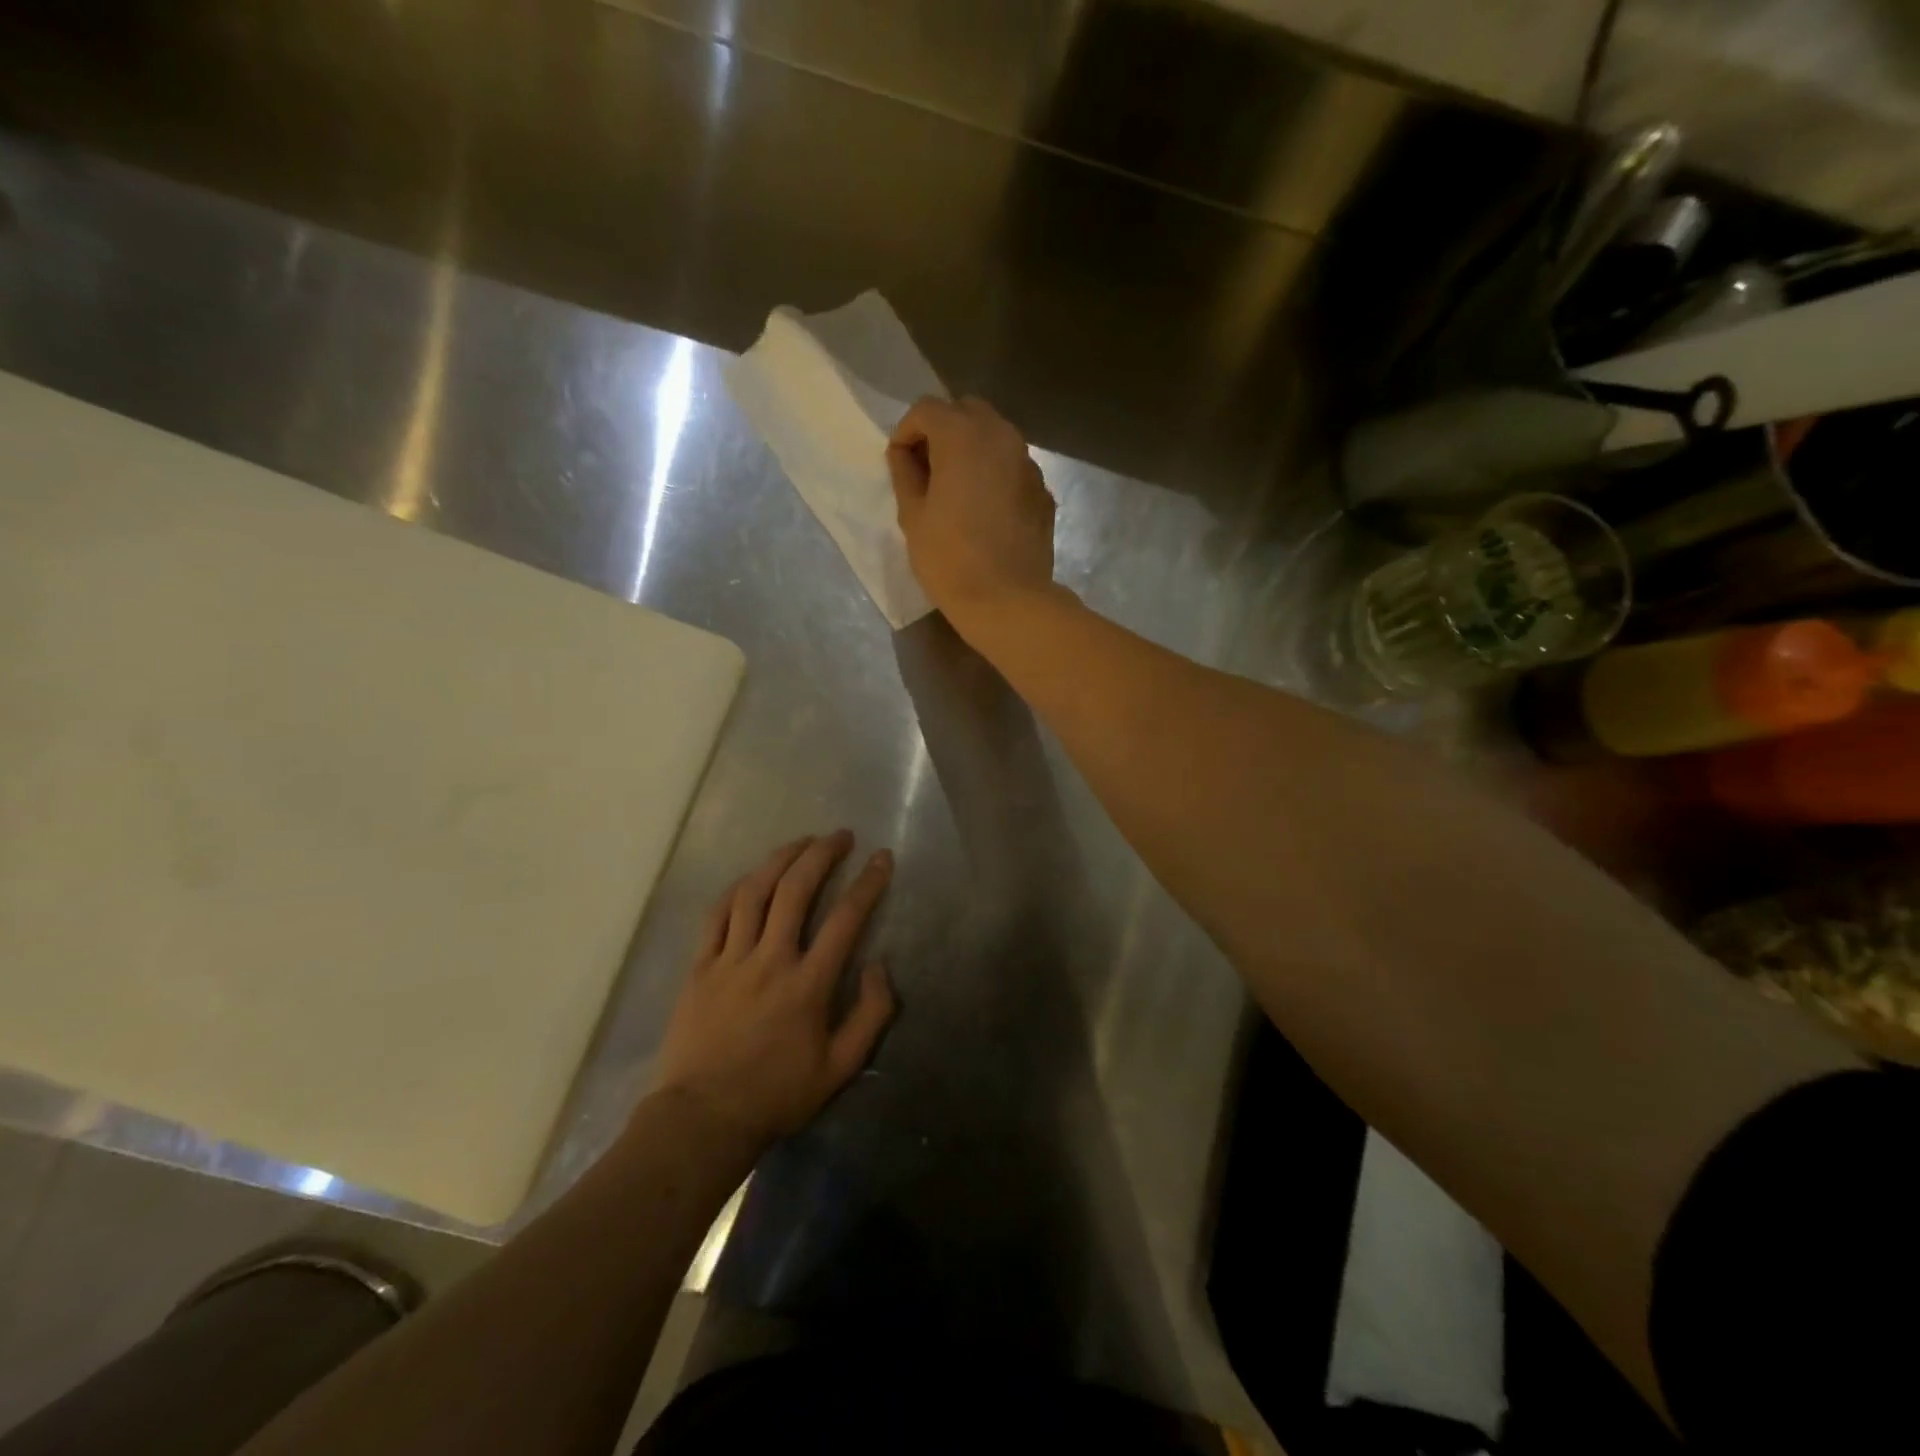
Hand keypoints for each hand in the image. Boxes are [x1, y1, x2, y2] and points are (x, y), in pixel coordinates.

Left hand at [655, 832, 895, 1147]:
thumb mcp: (840, 1068)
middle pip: (796, 890)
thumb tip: (879, 965)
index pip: (846, 918)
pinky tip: (752, 876)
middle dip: (822, 854)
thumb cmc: (777, 1094)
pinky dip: (738, 888)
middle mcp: (770, 960)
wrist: (702, 1118)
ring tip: (801, 842)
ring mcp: (730, 959)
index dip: (868, 882)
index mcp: (808, 984)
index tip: (881, 858)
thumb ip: (871, 1015)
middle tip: (840, 836)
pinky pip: (717, 914)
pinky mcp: (700, 966)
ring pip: (755, 892)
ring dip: (781, 859)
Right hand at [887, 396, 1058, 628]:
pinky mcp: (1043, 491)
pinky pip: (1014, 467)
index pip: (927, 409)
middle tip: (928, 468)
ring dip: (972, 450)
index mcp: (963, 437)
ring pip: (996, 436)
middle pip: (967, 411)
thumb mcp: (913, 517)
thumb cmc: (950, 560)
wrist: (1008, 600)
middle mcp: (1002, 437)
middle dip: (943, 430)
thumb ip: (905, 474)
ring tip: (957, 488)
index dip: (907, 431)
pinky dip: (996, 474)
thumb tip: (904, 454)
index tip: (900, 462)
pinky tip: (986, 510)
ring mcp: (1029, 464)